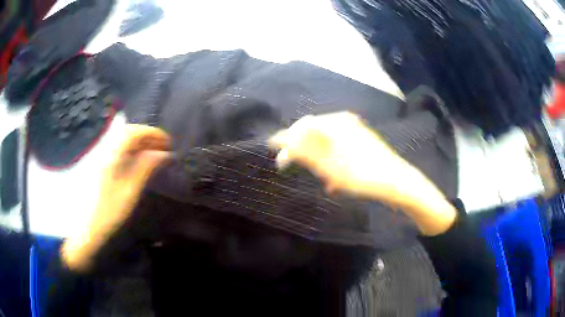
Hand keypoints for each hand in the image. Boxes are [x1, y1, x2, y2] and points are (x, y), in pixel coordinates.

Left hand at [62, 125, 170, 270]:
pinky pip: (120, 151)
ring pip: (124, 141)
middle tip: (164, 148)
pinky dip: (133, 151)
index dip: (153, 134)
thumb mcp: (130, 192)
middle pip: (128, 133)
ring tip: (155, 153)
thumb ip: (146, 169)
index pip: (134, 132)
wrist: (89, 230)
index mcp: (112, 155)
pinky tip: (140, 161)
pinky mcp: (102, 167)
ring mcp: (103, 158)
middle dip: (148, 137)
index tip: (169, 143)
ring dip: (141, 143)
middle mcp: (106, 151)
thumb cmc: (110, 213)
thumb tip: (165, 154)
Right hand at [269, 112, 455, 235]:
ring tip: (322, 179)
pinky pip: (337, 148)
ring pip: (325, 143)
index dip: (287, 141)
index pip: (301, 126)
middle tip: (298, 170)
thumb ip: (303, 151)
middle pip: (313, 133)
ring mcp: (354, 130)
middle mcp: (343, 121)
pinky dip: (331, 162)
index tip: (278, 158)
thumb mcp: (328, 165)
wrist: (396, 182)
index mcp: (334, 123)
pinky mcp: (360, 140)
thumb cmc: (361, 175)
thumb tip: (282, 141)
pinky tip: (334, 178)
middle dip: (304, 153)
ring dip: (319, 160)